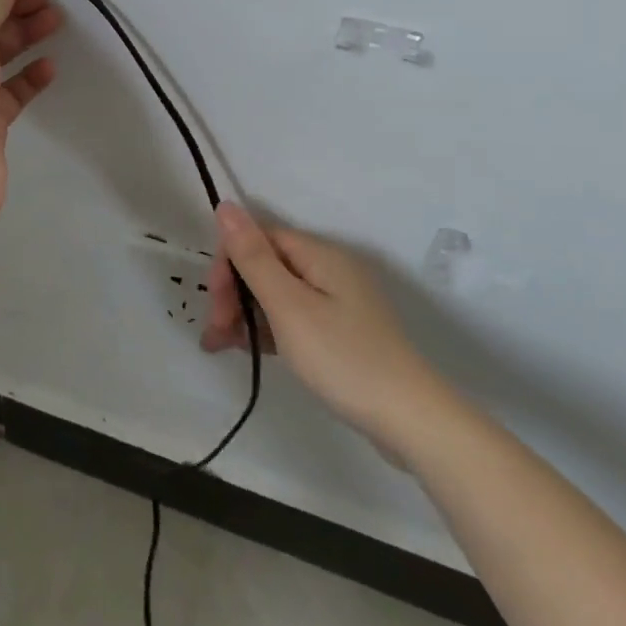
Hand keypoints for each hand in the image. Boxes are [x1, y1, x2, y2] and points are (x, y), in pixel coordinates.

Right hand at [202, 203, 450, 454]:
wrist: (410, 421)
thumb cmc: (342, 358)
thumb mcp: (288, 306)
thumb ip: (253, 256)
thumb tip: (225, 205)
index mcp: (319, 254)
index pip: (259, 238)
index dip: (229, 264)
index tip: (215, 305)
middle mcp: (329, 269)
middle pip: (266, 265)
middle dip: (234, 293)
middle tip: (216, 335)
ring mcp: (338, 301)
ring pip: (277, 293)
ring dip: (246, 314)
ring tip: (223, 347)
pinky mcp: (342, 330)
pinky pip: (294, 316)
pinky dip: (269, 329)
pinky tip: (252, 350)